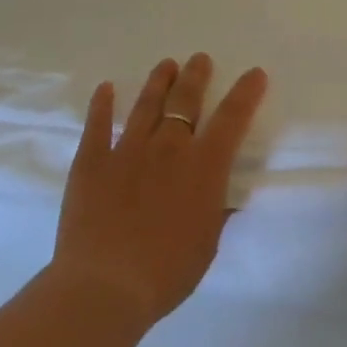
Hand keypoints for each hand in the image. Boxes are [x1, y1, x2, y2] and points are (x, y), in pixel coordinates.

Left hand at [48, 54, 268, 328]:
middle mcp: (169, 148)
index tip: (255, 74)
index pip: (233, 118)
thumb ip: (215, 212)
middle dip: (196, 76)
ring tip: (166, 64)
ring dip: (159, 81)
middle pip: (186, 100)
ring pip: (146, 105)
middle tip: (199, 59)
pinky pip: (97, 126)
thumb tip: (222, 198)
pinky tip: (105, 89)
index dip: (246, 93)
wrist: (105, 287)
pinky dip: (102, 105)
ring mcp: (127, 151)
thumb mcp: (207, 243)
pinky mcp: (91, 163)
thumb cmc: (167, 272)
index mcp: (204, 166)